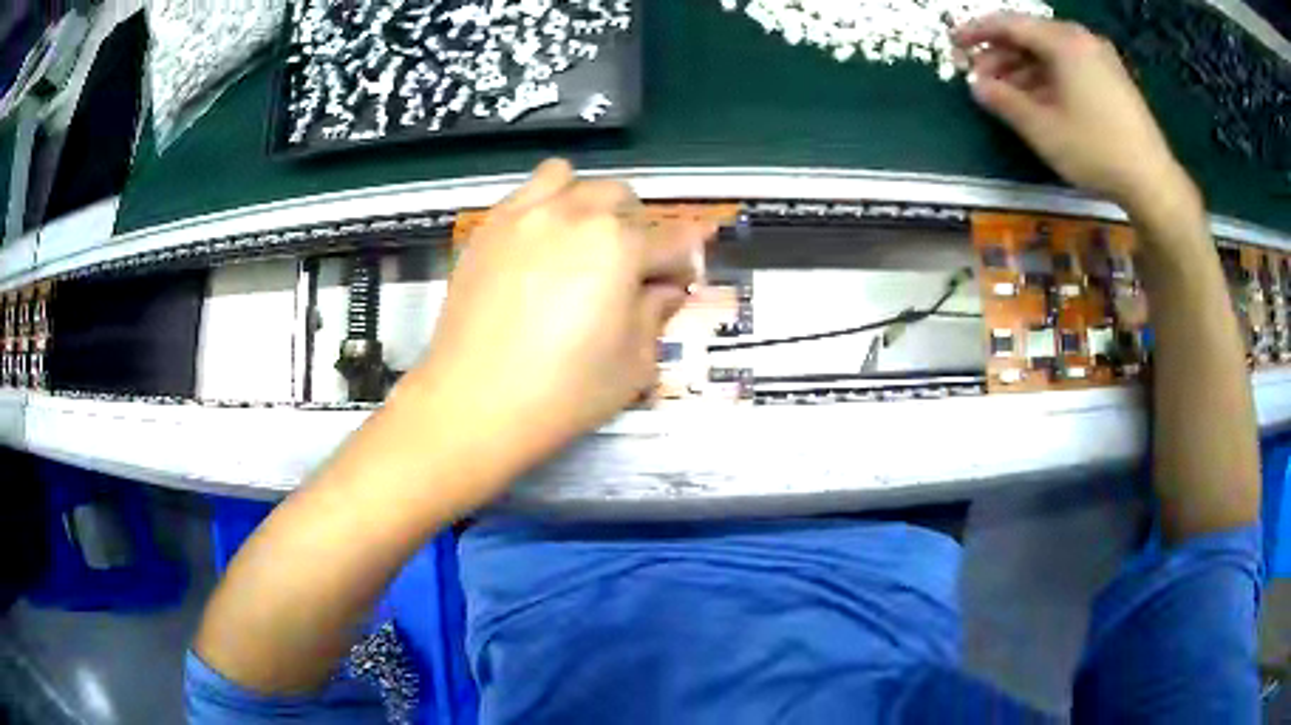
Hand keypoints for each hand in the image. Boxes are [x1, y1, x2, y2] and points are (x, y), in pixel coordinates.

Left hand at [406, 159, 712, 478]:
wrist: (472, 402)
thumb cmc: (563, 393)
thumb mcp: (633, 365)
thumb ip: (656, 315)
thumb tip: (665, 289)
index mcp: (620, 246)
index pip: (672, 240)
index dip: (686, 260)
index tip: (683, 279)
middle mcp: (575, 213)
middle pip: (623, 199)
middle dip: (639, 229)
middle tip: (631, 270)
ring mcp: (525, 214)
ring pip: (571, 180)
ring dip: (589, 203)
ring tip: (582, 239)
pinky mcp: (488, 227)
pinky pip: (524, 193)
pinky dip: (544, 206)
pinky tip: (539, 245)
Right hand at [953, 14, 1188, 213]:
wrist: (1153, 182)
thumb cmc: (1096, 150)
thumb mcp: (1043, 129)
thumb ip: (1004, 101)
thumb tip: (976, 86)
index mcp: (1063, 41)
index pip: (1009, 24)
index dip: (977, 32)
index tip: (955, 44)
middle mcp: (1082, 39)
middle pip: (1031, 37)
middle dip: (1002, 56)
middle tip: (981, 79)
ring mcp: (1101, 58)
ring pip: (1051, 53)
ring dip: (1024, 69)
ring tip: (1007, 94)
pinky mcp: (1113, 78)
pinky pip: (1071, 66)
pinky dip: (1049, 77)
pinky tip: (1039, 99)